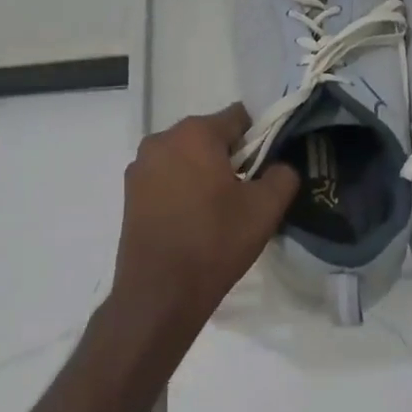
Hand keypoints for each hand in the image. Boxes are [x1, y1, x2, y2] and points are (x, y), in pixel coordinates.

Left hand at [110, 104, 299, 341]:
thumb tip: (279, 166)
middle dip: (229, 157)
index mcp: (195, 133)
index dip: (258, 140)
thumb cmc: (215, 242)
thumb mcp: (265, 209)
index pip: (238, 118)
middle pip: (208, 136)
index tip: (263, 172)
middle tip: (243, 195)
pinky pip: (166, 177)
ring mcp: (140, 166)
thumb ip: (283, 175)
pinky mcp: (129, 192)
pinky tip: (191, 221)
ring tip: (216, 212)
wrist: (159, 293)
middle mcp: (161, 139)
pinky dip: (181, 188)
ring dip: (203, 173)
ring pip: (185, 157)